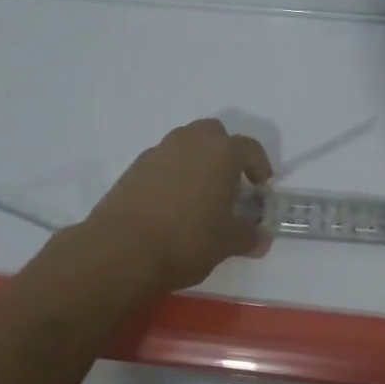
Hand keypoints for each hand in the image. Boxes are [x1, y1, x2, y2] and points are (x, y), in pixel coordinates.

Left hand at [83, 119, 274, 292]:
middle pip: (214, 134)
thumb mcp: (227, 243)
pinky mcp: (135, 166)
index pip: (249, 148)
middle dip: (225, 152)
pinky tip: (171, 202)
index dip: (259, 165)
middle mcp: (191, 141)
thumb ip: (248, 236)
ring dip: (197, 160)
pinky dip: (173, 172)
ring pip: (186, 143)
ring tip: (199, 193)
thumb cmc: (187, 240)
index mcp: (222, 152)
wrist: (123, 249)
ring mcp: (160, 150)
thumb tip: (261, 239)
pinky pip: (163, 160)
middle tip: (229, 182)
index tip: (261, 185)